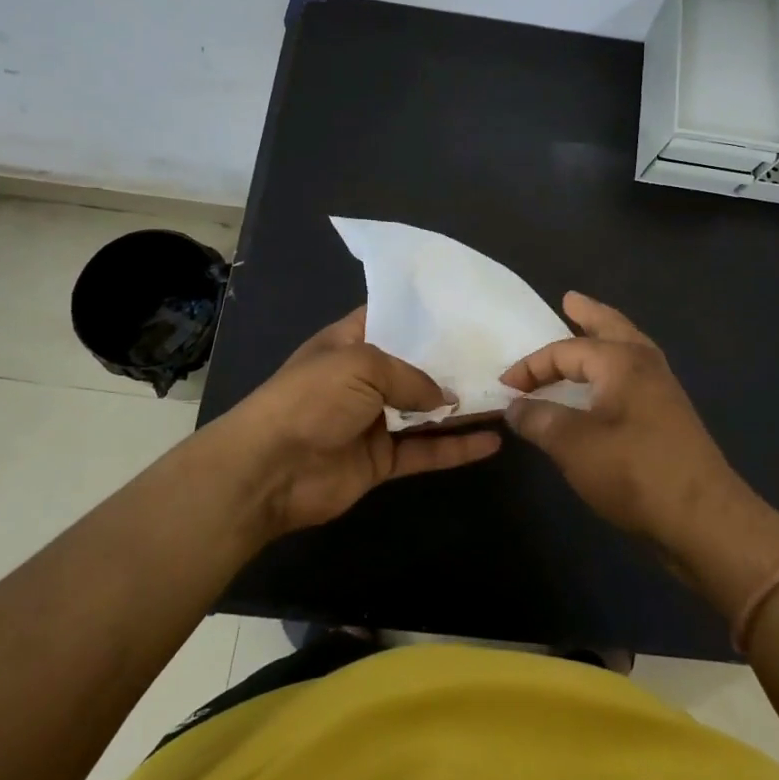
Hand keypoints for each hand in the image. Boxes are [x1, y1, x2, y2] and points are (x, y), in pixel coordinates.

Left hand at [223, 307, 502, 539]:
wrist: (271, 469)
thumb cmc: (311, 399)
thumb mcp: (361, 365)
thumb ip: (410, 376)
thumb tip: (445, 396)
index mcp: (350, 342)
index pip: (392, 319)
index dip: (425, 315)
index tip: (467, 310)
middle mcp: (364, 378)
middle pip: (416, 366)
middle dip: (454, 361)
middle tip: (501, 354)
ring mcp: (374, 420)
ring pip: (427, 411)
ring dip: (463, 406)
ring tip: (507, 395)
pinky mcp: (382, 459)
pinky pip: (426, 450)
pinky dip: (458, 448)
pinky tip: (493, 441)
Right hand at [500, 293, 761, 556]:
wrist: (704, 519)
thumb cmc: (634, 472)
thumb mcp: (573, 445)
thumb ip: (539, 420)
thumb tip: (514, 407)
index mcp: (621, 362)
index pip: (565, 351)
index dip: (531, 366)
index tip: (504, 387)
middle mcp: (646, 365)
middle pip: (613, 328)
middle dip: (589, 314)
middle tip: (570, 300)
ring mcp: (663, 391)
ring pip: (630, 349)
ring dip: (606, 337)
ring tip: (590, 330)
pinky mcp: (671, 417)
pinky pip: (636, 374)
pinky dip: (616, 367)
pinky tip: (608, 385)